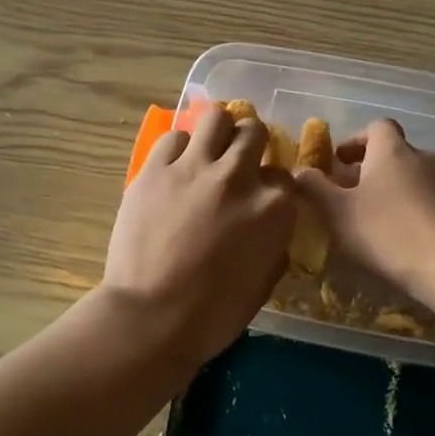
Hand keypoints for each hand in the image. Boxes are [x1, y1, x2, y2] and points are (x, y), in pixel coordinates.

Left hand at [102, 106, 295, 368]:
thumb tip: (269, 225)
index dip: (273, 185)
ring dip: (218, 131)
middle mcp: (238, 177)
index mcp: (274, 208)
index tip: (261, 196)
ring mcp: (193, 168)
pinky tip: (175, 167)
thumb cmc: (213, 314)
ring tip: (209, 149)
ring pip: (216, 117)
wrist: (151, 318)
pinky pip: (173, 138)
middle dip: (250, 144)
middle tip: (237, 162)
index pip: (283, 175)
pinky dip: (179, 148)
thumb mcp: (264, 283)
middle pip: (254, 132)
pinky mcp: (154, 170)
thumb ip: (273, 243)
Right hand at [295, 119, 434, 301]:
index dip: (357, 140)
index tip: (340, 161)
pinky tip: (406, 237)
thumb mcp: (337, 213)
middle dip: (373, 169)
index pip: (377, 127)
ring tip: (378, 219)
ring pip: (416, 178)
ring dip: (397, 190)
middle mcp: (425, 157)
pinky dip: (417, 210)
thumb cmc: (387, 233)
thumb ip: (314, 188)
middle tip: (352, 195)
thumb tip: (299, 171)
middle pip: (396, 153)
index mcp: (392, 150)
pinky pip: (434, 201)